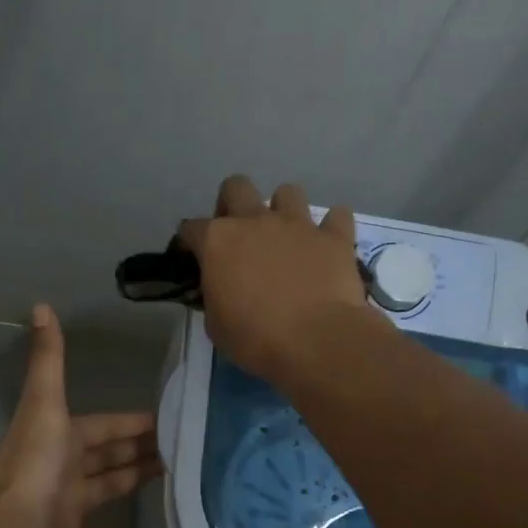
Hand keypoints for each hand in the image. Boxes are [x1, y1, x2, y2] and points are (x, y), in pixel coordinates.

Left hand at [0, 305, 161, 527]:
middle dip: (139, 449)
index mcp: (63, 437)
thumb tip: (40, 305)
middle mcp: (65, 468)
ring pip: (106, 487)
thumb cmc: (35, 464)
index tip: (168, 419)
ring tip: (171, 475)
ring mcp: (67, 505)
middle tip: (181, 447)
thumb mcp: (45, 404)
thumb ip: (48, 359)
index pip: (106, 426)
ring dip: (131, 479)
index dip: (134, 422)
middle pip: (109, 455)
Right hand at [177, 175, 381, 381]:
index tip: (194, 260)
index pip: (191, 228)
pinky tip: (327, 244)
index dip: (190, 243)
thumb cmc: (256, 339)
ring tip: (286, 238)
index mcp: (218, 241)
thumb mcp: (216, 325)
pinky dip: (331, 227)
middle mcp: (256, 220)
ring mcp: (298, 224)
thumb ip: (214, 295)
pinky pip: (336, 216)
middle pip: (236, 187)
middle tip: (239, 236)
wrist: (317, 341)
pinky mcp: (335, 237)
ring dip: (283, 210)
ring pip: (287, 192)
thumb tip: (220, 288)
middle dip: (233, 204)